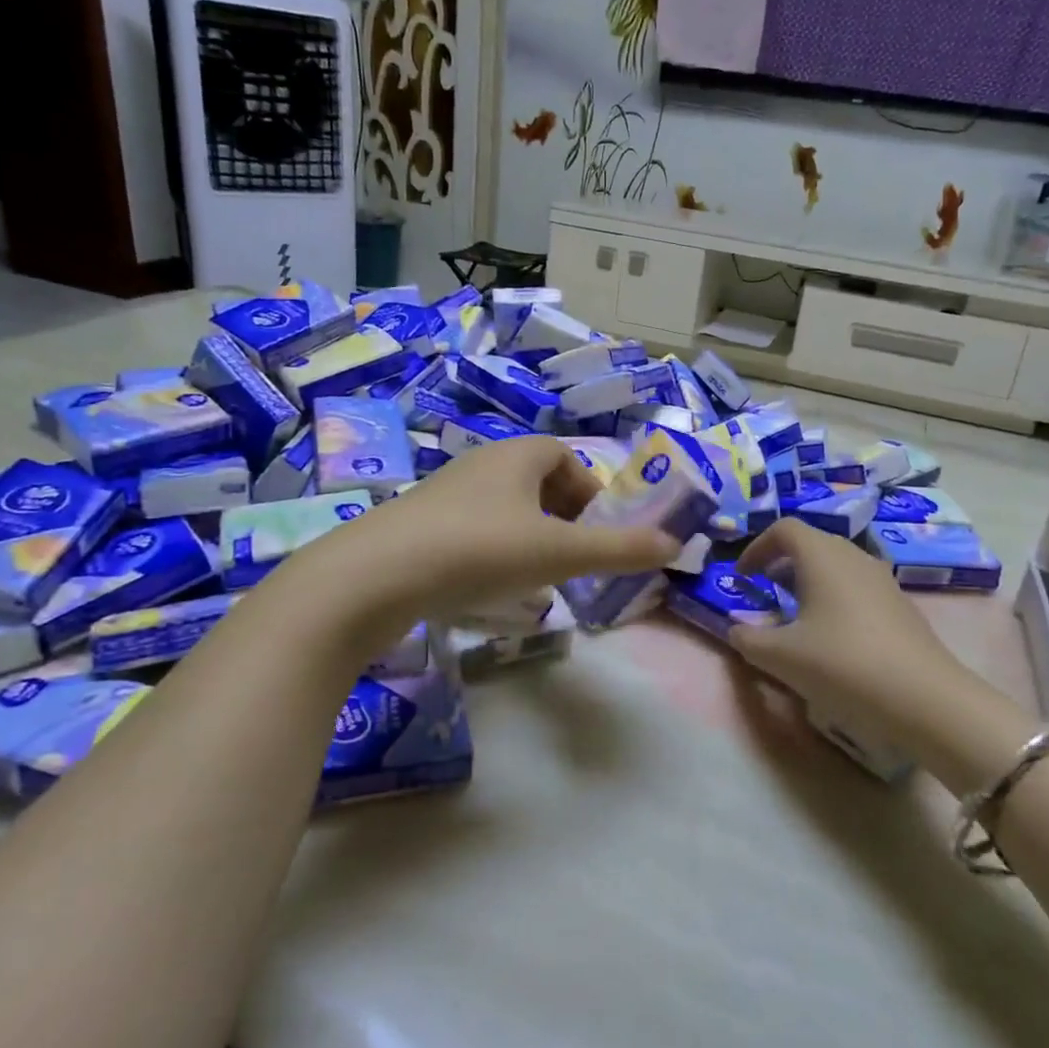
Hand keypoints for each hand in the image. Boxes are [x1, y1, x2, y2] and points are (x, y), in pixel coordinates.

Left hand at [326, 436, 680, 622]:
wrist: (373, 577)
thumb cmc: (479, 550)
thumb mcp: (559, 553)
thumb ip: (619, 549)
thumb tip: (676, 545)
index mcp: (516, 455)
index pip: (564, 457)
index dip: (590, 490)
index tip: (600, 530)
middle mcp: (480, 464)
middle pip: (536, 483)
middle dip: (564, 519)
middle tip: (575, 559)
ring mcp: (445, 495)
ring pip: (505, 511)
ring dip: (530, 540)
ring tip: (540, 581)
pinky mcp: (418, 527)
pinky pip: (473, 533)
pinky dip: (495, 556)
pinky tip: (493, 592)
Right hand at [728, 518, 971, 731]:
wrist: (924, 699)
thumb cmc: (841, 664)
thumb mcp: (780, 657)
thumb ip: (748, 639)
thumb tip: (736, 630)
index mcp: (821, 555)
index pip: (783, 529)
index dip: (757, 547)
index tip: (743, 577)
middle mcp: (853, 556)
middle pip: (812, 543)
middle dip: (782, 563)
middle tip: (765, 593)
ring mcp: (882, 579)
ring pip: (837, 565)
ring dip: (810, 582)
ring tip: (797, 617)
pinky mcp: (901, 605)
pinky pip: (857, 587)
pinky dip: (835, 598)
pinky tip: (833, 638)